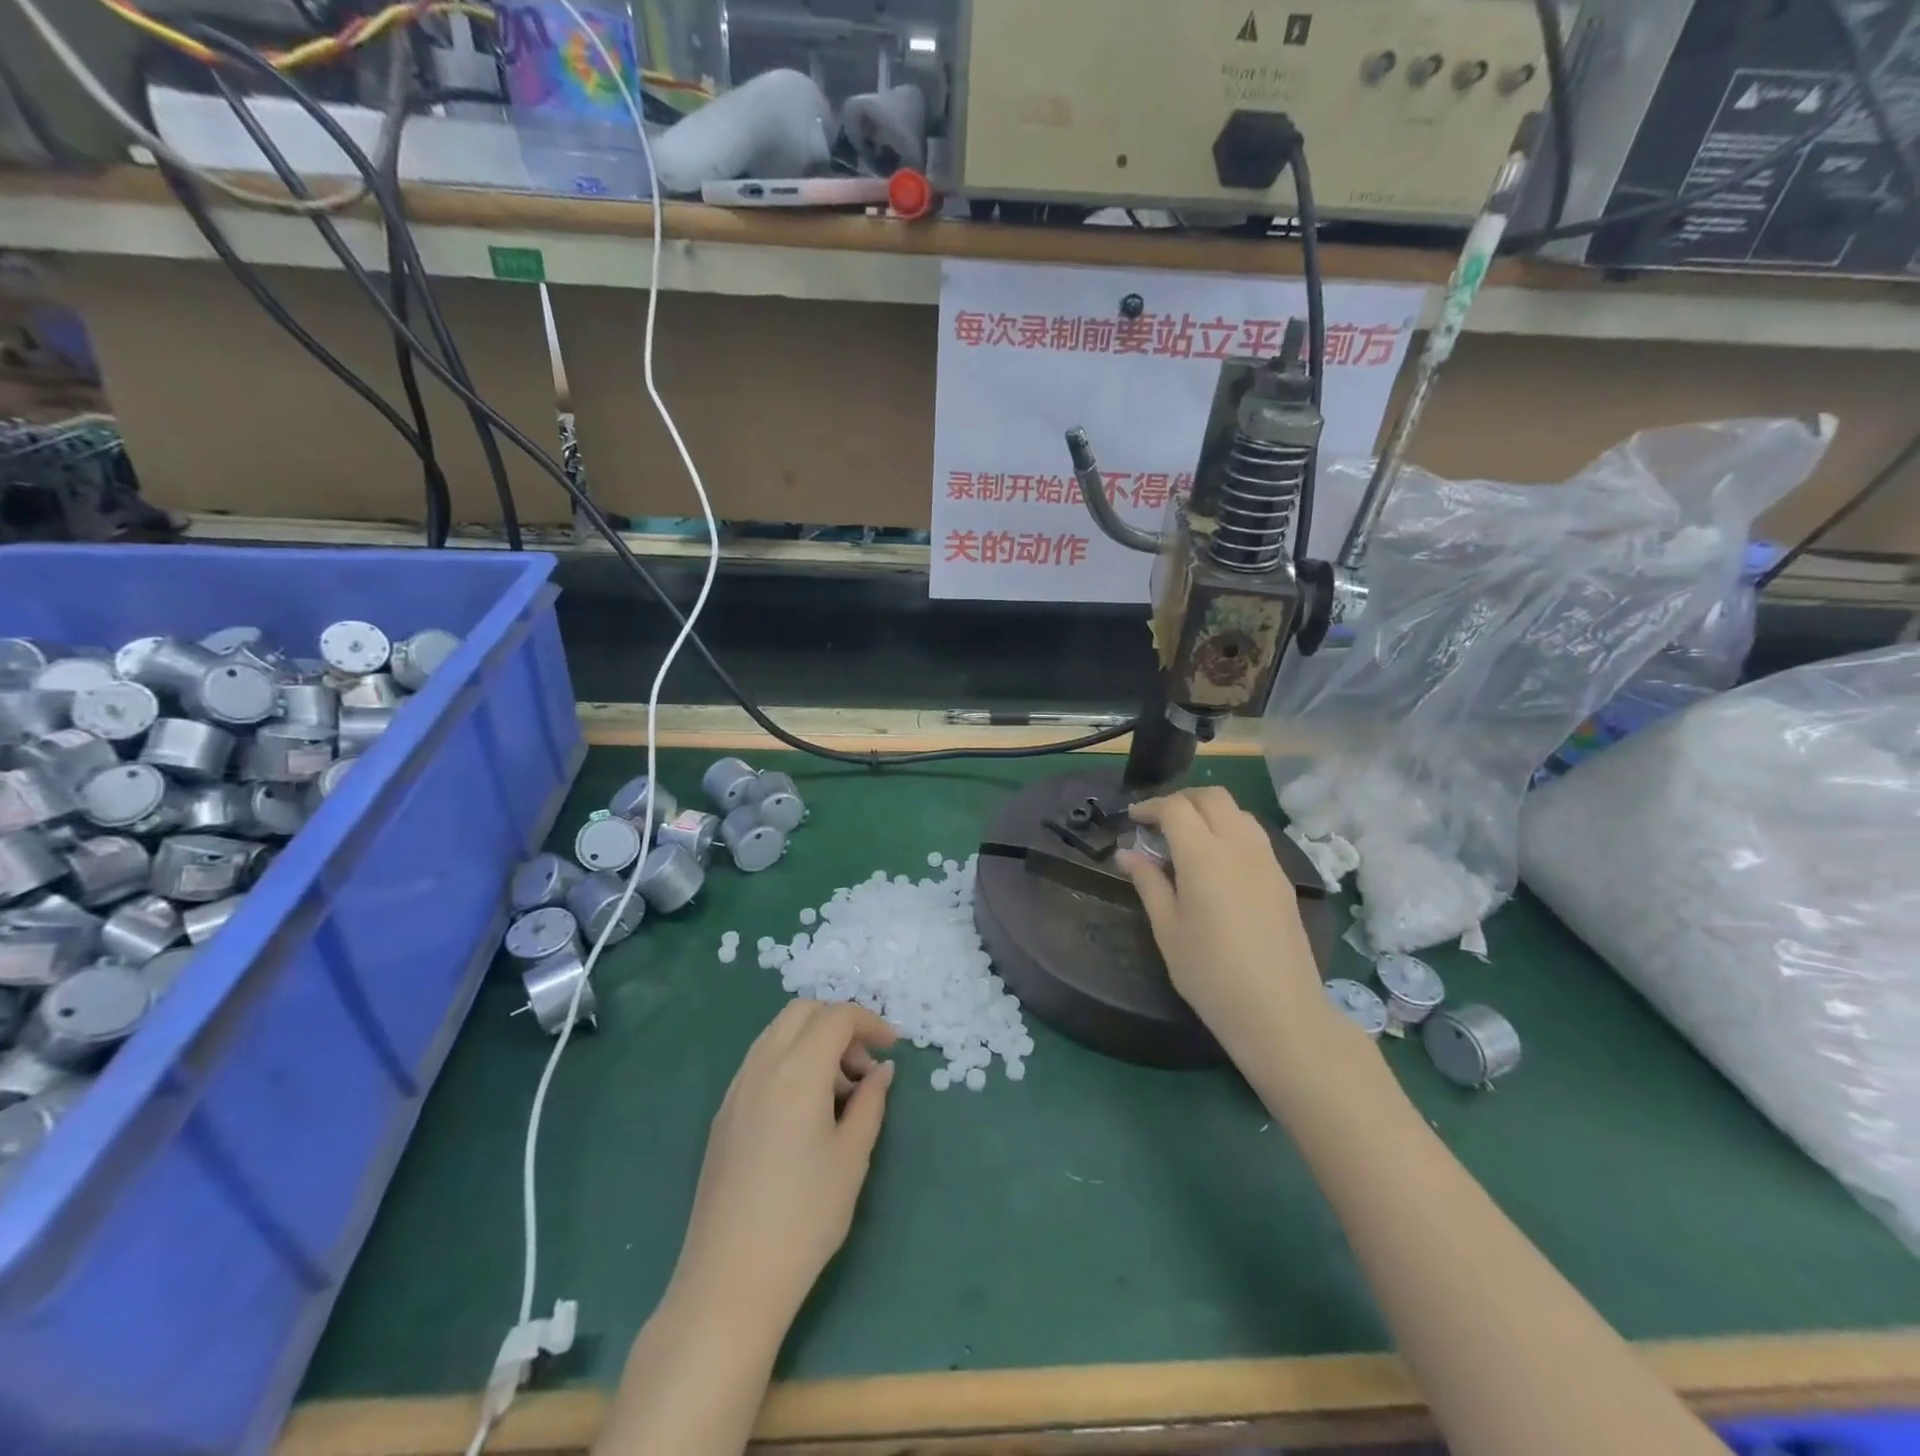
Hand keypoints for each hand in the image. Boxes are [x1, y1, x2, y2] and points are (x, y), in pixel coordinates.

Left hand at [671, 1000, 897, 1329]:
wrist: (729, 1281)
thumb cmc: (804, 1218)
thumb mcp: (852, 1157)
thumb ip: (871, 1102)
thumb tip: (881, 1070)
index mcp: (797, 1071)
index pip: (837, 1017)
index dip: (870, 1023)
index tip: (892, 1048)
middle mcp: (762, 1066)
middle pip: (803, 1012)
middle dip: (839, 1024)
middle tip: (863, 1067)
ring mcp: (736, 1089)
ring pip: (778, 1033)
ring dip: (813, 1042)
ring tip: (839, 1093)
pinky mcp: (723, 1114)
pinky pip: (761, 1062)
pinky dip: (790, 1061)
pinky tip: (805, 1111)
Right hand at [1119, 787, 1335, 1068]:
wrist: (1278, 1011)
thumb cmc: (1209, 973)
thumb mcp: (1167, 929)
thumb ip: (1148, 883)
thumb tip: (1127, 853)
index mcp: (1204, 856)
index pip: (1176, 808)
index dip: (1151, 807)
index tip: (1133, 819)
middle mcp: (1239, 846)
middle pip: (1212, 797)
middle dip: (1182, 800)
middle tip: (1159, 822)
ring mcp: (1267, 860)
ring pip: (1238, 812)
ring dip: (1210, 812)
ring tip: (1187, 838)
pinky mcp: (1282, 879)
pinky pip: (1255, 835)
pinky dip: (1230, 830)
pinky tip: (1217, 862)